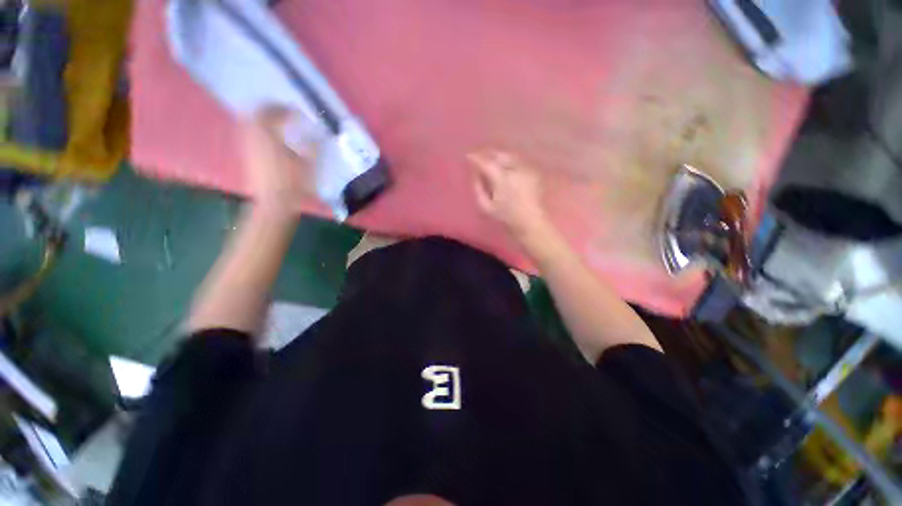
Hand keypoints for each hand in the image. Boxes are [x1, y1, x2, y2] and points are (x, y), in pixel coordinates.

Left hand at [240, 107, 317, 218]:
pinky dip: (259, 131)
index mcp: (269, 136)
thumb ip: (313, 146)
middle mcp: (254, 137)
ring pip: (250, 124)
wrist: (274, 202)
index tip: (295, 111)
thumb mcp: (308, 164)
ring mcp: (249, 147)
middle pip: (255, 114)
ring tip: (276, 123)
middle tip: (281, 112)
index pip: (271, 112)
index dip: (283, 108)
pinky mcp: (248, 156)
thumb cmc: (294, 183)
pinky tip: (271, 139)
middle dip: (268, 110)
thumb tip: (318, 133)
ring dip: (262, 120)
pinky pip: (250, 135)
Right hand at [469, 150, 556, 252]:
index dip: (476, 158)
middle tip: (479, 156)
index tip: (468, 157)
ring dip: (499, 156)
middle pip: (499, 155)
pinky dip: (509, 161)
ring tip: (490, 160)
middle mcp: (515, 170)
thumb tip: (475, 174)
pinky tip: (504, 167)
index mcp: (502, 179)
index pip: (486, 163)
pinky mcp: (533, 173)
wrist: (530, 222)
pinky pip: (518, 162)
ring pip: (509, 156)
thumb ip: (478, 188)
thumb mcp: (486, 207)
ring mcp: (526, 170)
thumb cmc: (506, 217)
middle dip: (488, 154)